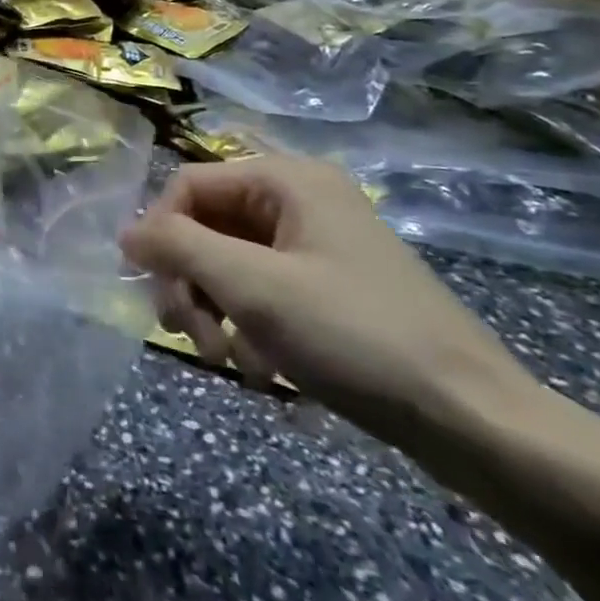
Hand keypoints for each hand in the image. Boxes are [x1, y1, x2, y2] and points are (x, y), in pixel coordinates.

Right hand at [121, 157, 536, 450]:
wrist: (475, 421)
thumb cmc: (354, 336)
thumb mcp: (252, 286)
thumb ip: (177, 247)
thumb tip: (124, 232)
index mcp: (287, 180)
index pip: (188, 186)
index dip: (160, 234)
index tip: (156, 292)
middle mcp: (300, 199)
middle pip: (206, 225)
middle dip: (190, 282)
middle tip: (190, 337)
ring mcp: (316, 244)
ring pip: (229, 262)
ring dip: (215, 311)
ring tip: (229, 360)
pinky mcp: (329, 285)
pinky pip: (262, 290)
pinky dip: (248, 326)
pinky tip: (261, 370)